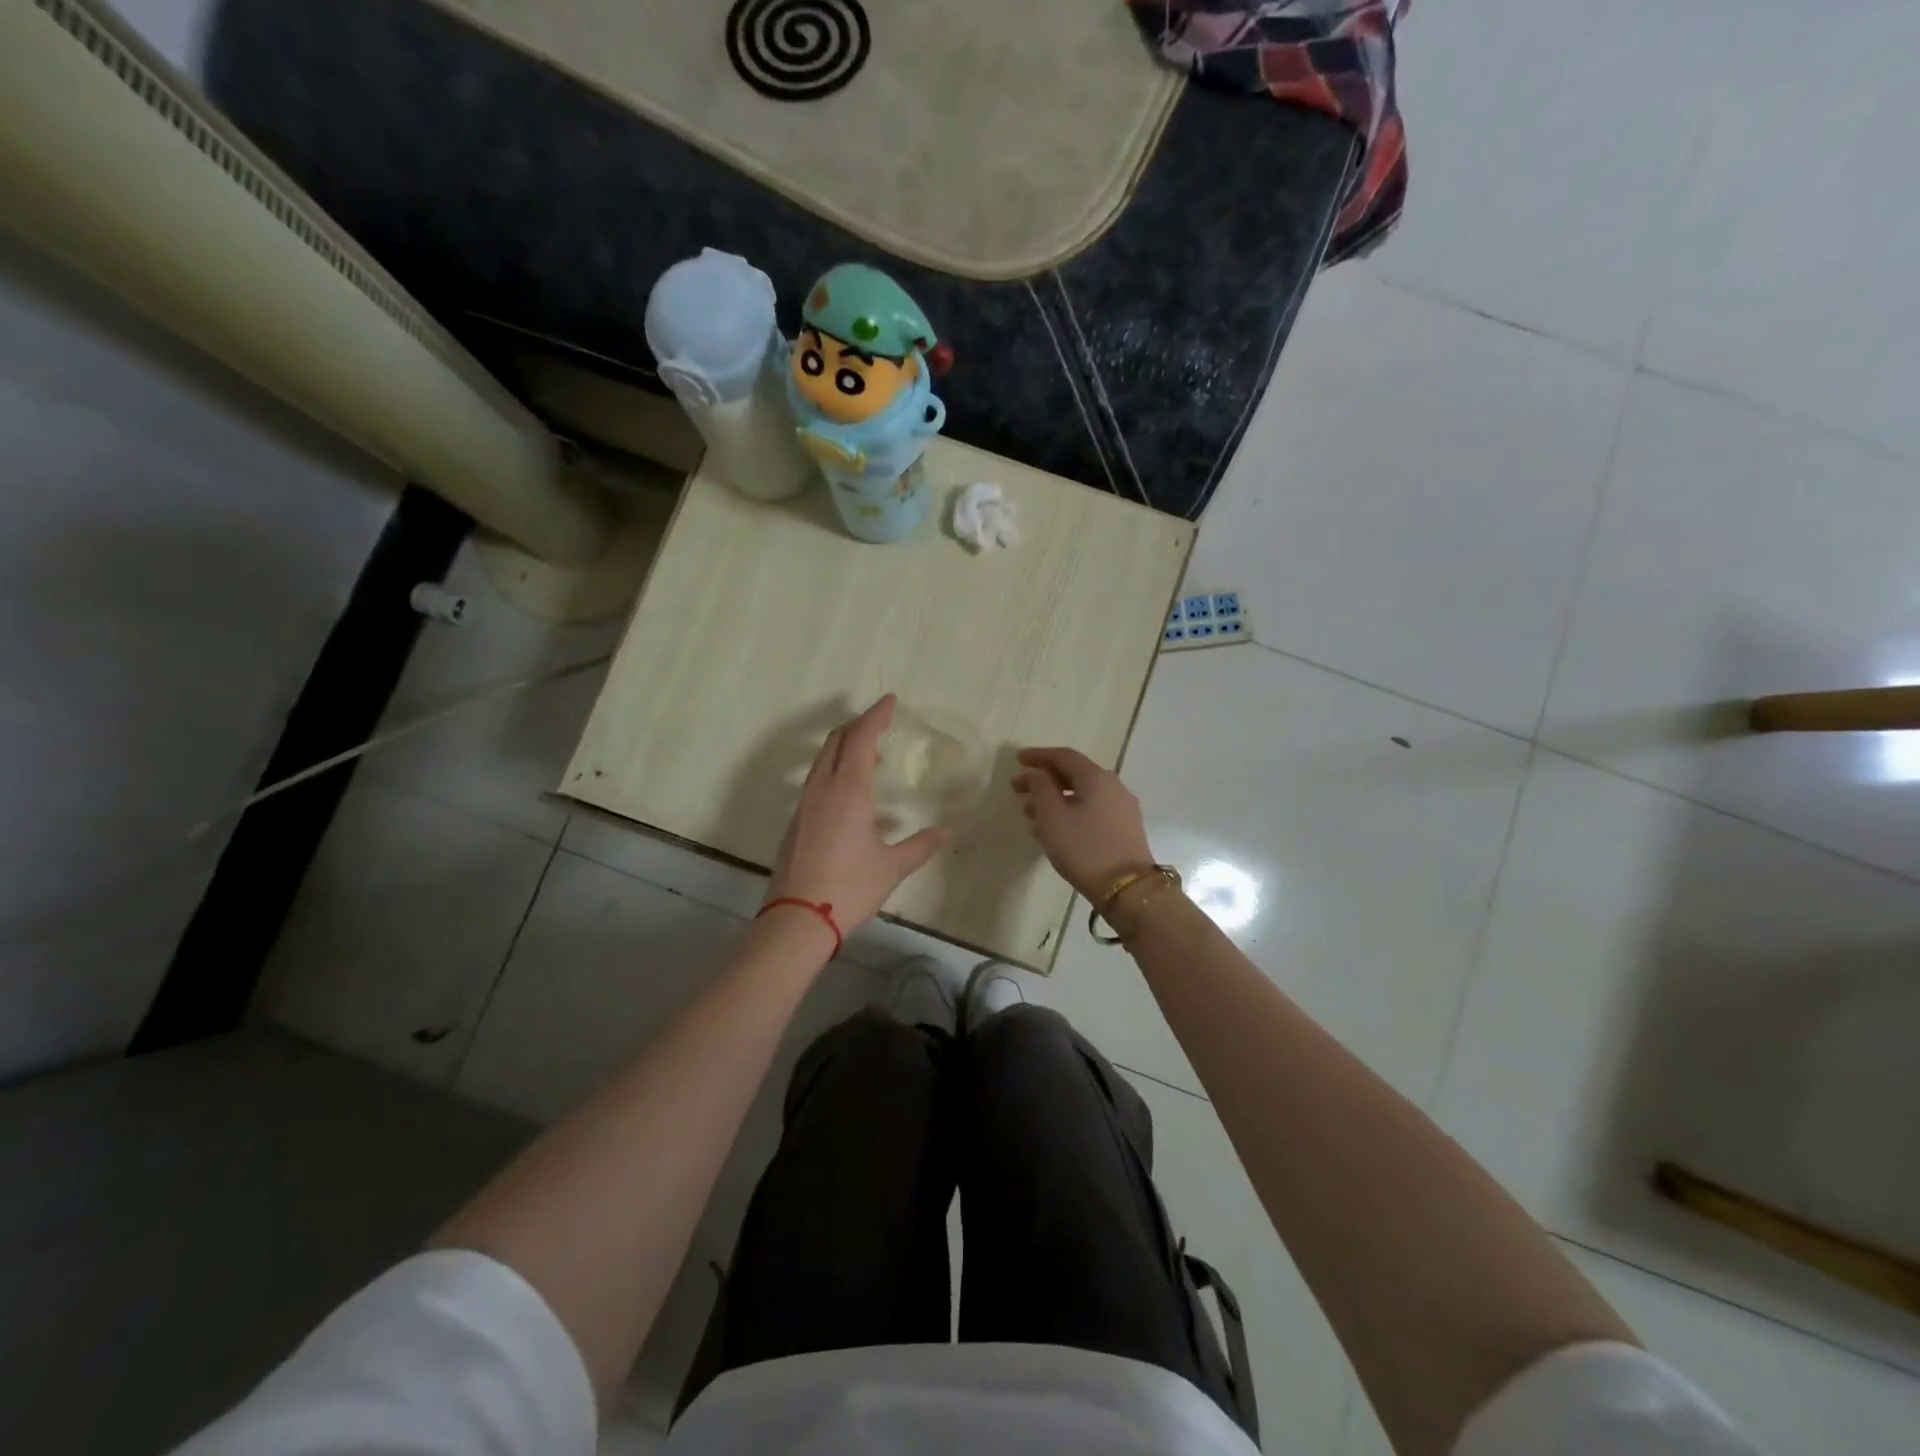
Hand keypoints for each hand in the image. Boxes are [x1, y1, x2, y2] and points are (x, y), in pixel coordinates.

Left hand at [764, 696, 949, 935]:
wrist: (797, 919)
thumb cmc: (849, 887)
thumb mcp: (892, 867)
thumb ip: (920, 846)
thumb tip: (945, 832)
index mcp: (848, 790)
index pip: (860, 738)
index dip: (876, 715)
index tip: (890, 700)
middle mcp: (822, 788)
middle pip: (836, 741)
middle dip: (858, 726)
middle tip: (880, 723)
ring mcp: (804, 804)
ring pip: (822, 760)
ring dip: (844, 747)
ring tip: (869, 754)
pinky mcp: (796, 821)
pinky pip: (816, 780)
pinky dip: (834, 770)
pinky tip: (851, 792)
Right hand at [1011, 747, 1155, 900]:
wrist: (1127, 888)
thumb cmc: (1084, 848)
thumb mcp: (1053, 816)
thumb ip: (1041, 787)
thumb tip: (1038, 773)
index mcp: (1096, 777)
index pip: (1064, 756)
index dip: (1039, 756)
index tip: (1018, 760)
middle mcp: (1113, 786)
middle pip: (1074, 774)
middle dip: (1044, 780)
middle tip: (1018, 790)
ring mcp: (1122, 808)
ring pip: (1082, 794)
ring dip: (1054, 799)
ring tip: (1030, 814)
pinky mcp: (1124, 828)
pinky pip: (1091, 810)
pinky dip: (1069, 812)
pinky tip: (1054, 829)